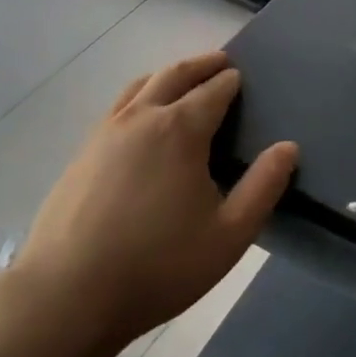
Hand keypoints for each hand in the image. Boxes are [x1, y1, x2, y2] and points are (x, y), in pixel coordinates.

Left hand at [12, 51, 298, 350]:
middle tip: (219, 62)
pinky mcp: (81, 153)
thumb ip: (263, 186)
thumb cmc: (159, 265)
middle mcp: (141, 118)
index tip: (241, 77)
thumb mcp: (229, 234)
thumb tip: (288, 147)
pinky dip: (140, 97)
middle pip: (174, 75)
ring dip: (167, 76)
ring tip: (182, 81)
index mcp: (180, 130)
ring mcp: (105, 133)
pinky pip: (118, 108)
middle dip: (200, 65)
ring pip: (140, 86)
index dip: (231, 82)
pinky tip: (142, 120)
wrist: (67, 294)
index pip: (213, 91)